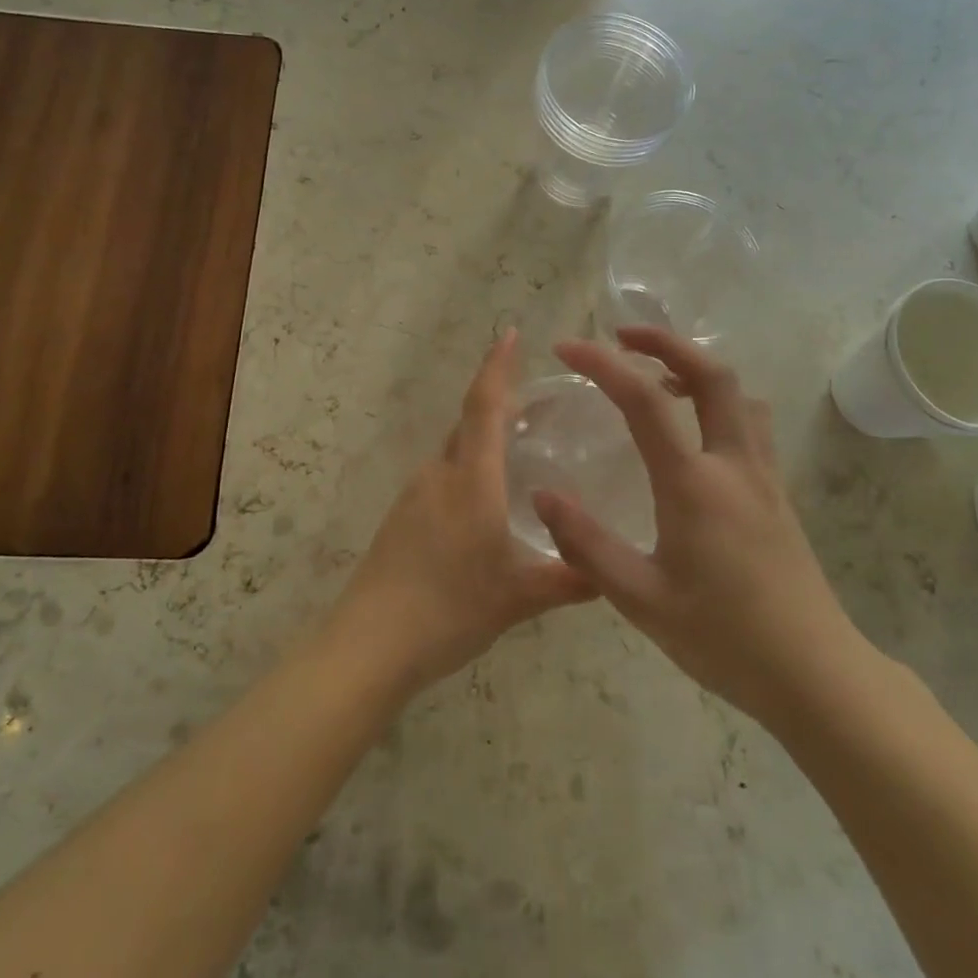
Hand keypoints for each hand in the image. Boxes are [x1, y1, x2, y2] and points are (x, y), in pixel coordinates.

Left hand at [332, 329, 594, 693]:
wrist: (369, 644)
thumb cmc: (449, 608)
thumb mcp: (518, 597)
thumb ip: (567, 580)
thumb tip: (608, 575)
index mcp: (470, 479)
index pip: (484, 406)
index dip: (498, 367)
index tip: (510, 333)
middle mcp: (439, 475)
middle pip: (469, 424)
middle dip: (500, 405)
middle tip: (539, 407)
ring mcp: (414, 496)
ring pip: (454, 453)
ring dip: (483, 441)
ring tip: (518, 453)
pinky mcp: (401, 518)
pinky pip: (440, 478)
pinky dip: (466, 471)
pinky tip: (484, 504)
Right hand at [534, 327, 870, 726]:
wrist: (815, 674)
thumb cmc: (724, 638)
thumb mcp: (641, 599)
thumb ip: (586, 545)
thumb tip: (543, 495)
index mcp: (694, 483)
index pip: (644, 400)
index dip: (602, 365)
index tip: (567, 348)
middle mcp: (734, 464)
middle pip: (712, 373)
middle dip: (666, 342)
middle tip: (623, 338)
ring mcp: (764, 476)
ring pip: (739, 394)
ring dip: (697, 370)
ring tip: (659, 380)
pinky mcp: (778, 493)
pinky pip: (751, 423)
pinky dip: (719, 402)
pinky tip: (695, 434)